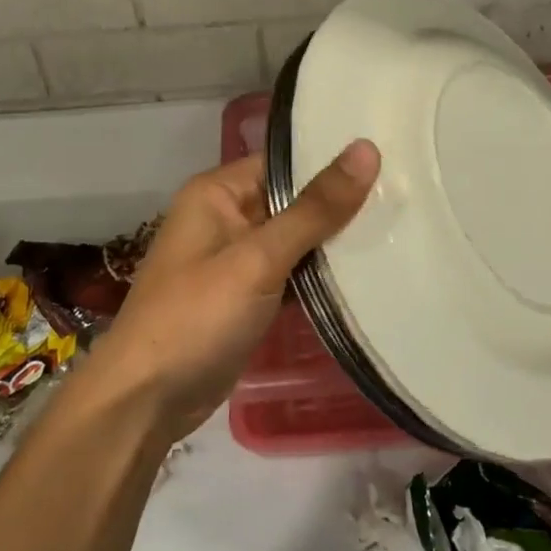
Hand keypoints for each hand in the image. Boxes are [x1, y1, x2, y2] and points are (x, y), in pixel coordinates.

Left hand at [90, 141, 380, 441]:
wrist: (145, 402)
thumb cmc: (197, 317)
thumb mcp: (259, 258)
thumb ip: (315, 208)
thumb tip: (366, 149)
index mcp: (218, 193)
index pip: (285, 163)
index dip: (332, 161)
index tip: (390, 160)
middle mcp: (226, 218)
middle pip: (293, 200)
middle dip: (340, 204)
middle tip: (405, 196)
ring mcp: (236, 261)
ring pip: (295, 240)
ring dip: (335, 243)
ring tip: (400, 229)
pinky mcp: (246, 297)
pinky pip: (291, 274)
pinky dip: (320, 276)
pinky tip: (369, 273)